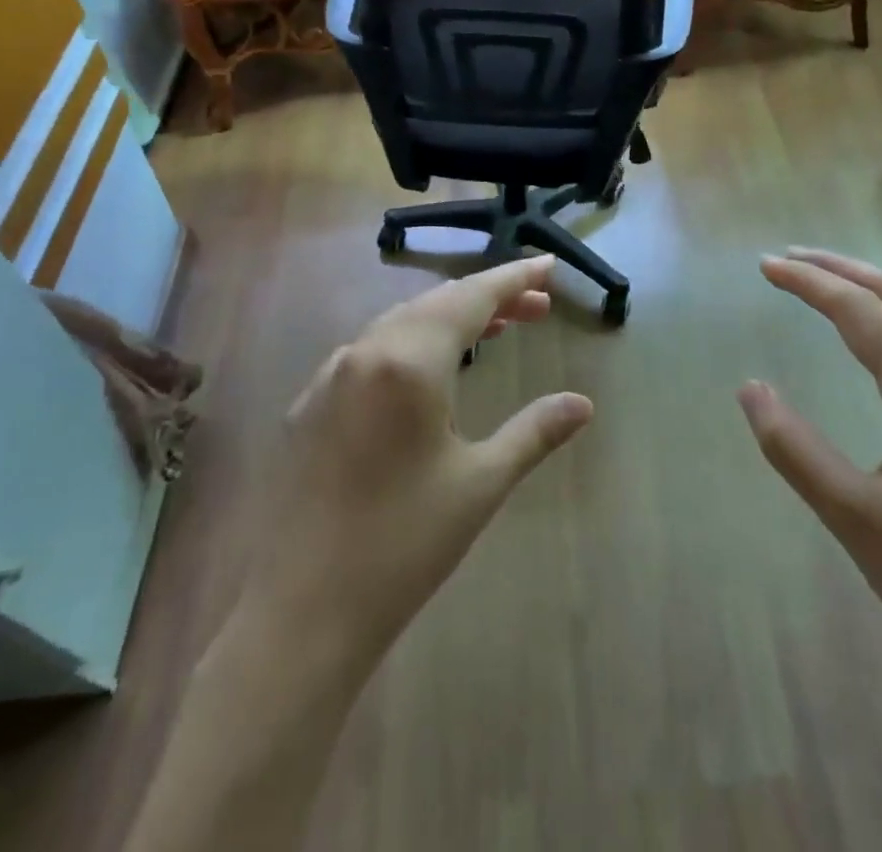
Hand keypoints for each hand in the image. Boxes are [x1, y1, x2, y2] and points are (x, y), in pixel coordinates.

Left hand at [241, 255, 594, 671]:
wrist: (298, 616)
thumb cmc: (401, 546)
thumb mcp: (480, 484)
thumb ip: (534, 431)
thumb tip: (582, 403)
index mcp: (408, 360)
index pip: (471, 298)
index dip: (513, 278)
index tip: (548, 266)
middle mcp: (364, 351)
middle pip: (437, 303)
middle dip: (489, 298)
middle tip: (537, 306)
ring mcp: (329, 376)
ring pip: (401, 323)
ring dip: (450, 319)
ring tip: (495, 329)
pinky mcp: (309, 405)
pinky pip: (372, 352)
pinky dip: (412, 344)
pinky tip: (428, 371)